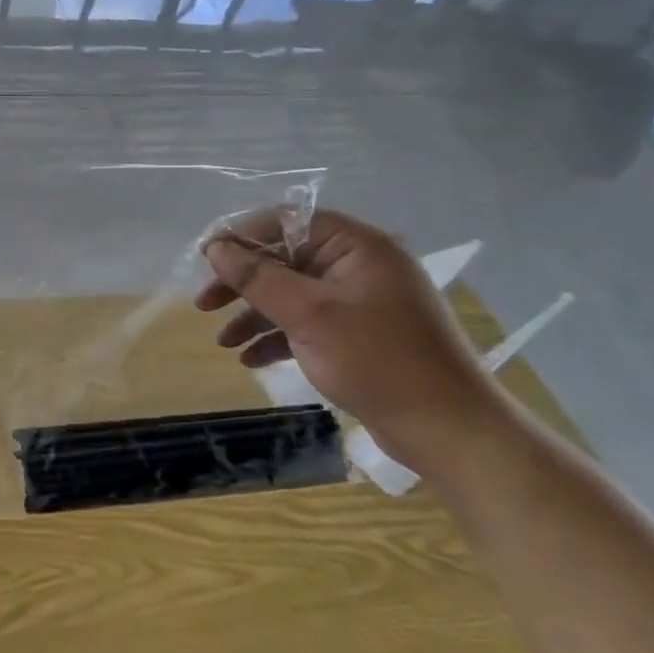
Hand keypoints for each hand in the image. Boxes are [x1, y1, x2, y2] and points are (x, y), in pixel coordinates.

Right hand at [194, 208, 510, 472]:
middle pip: (285, 259)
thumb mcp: (308, 315)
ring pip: (292, 294)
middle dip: (242, 283)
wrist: (449, 430)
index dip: (242, 238)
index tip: (206, 262)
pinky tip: (251, 359)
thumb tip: (216, 248)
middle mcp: (359, 265)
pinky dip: (279, 336)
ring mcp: (361, 300)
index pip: (286, 222)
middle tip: (204, 305)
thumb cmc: (377, 361)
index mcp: (356, 246)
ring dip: (255, 315)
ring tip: (223, 342)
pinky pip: (308, 322)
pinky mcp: (360, 333)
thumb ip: (258, 278)